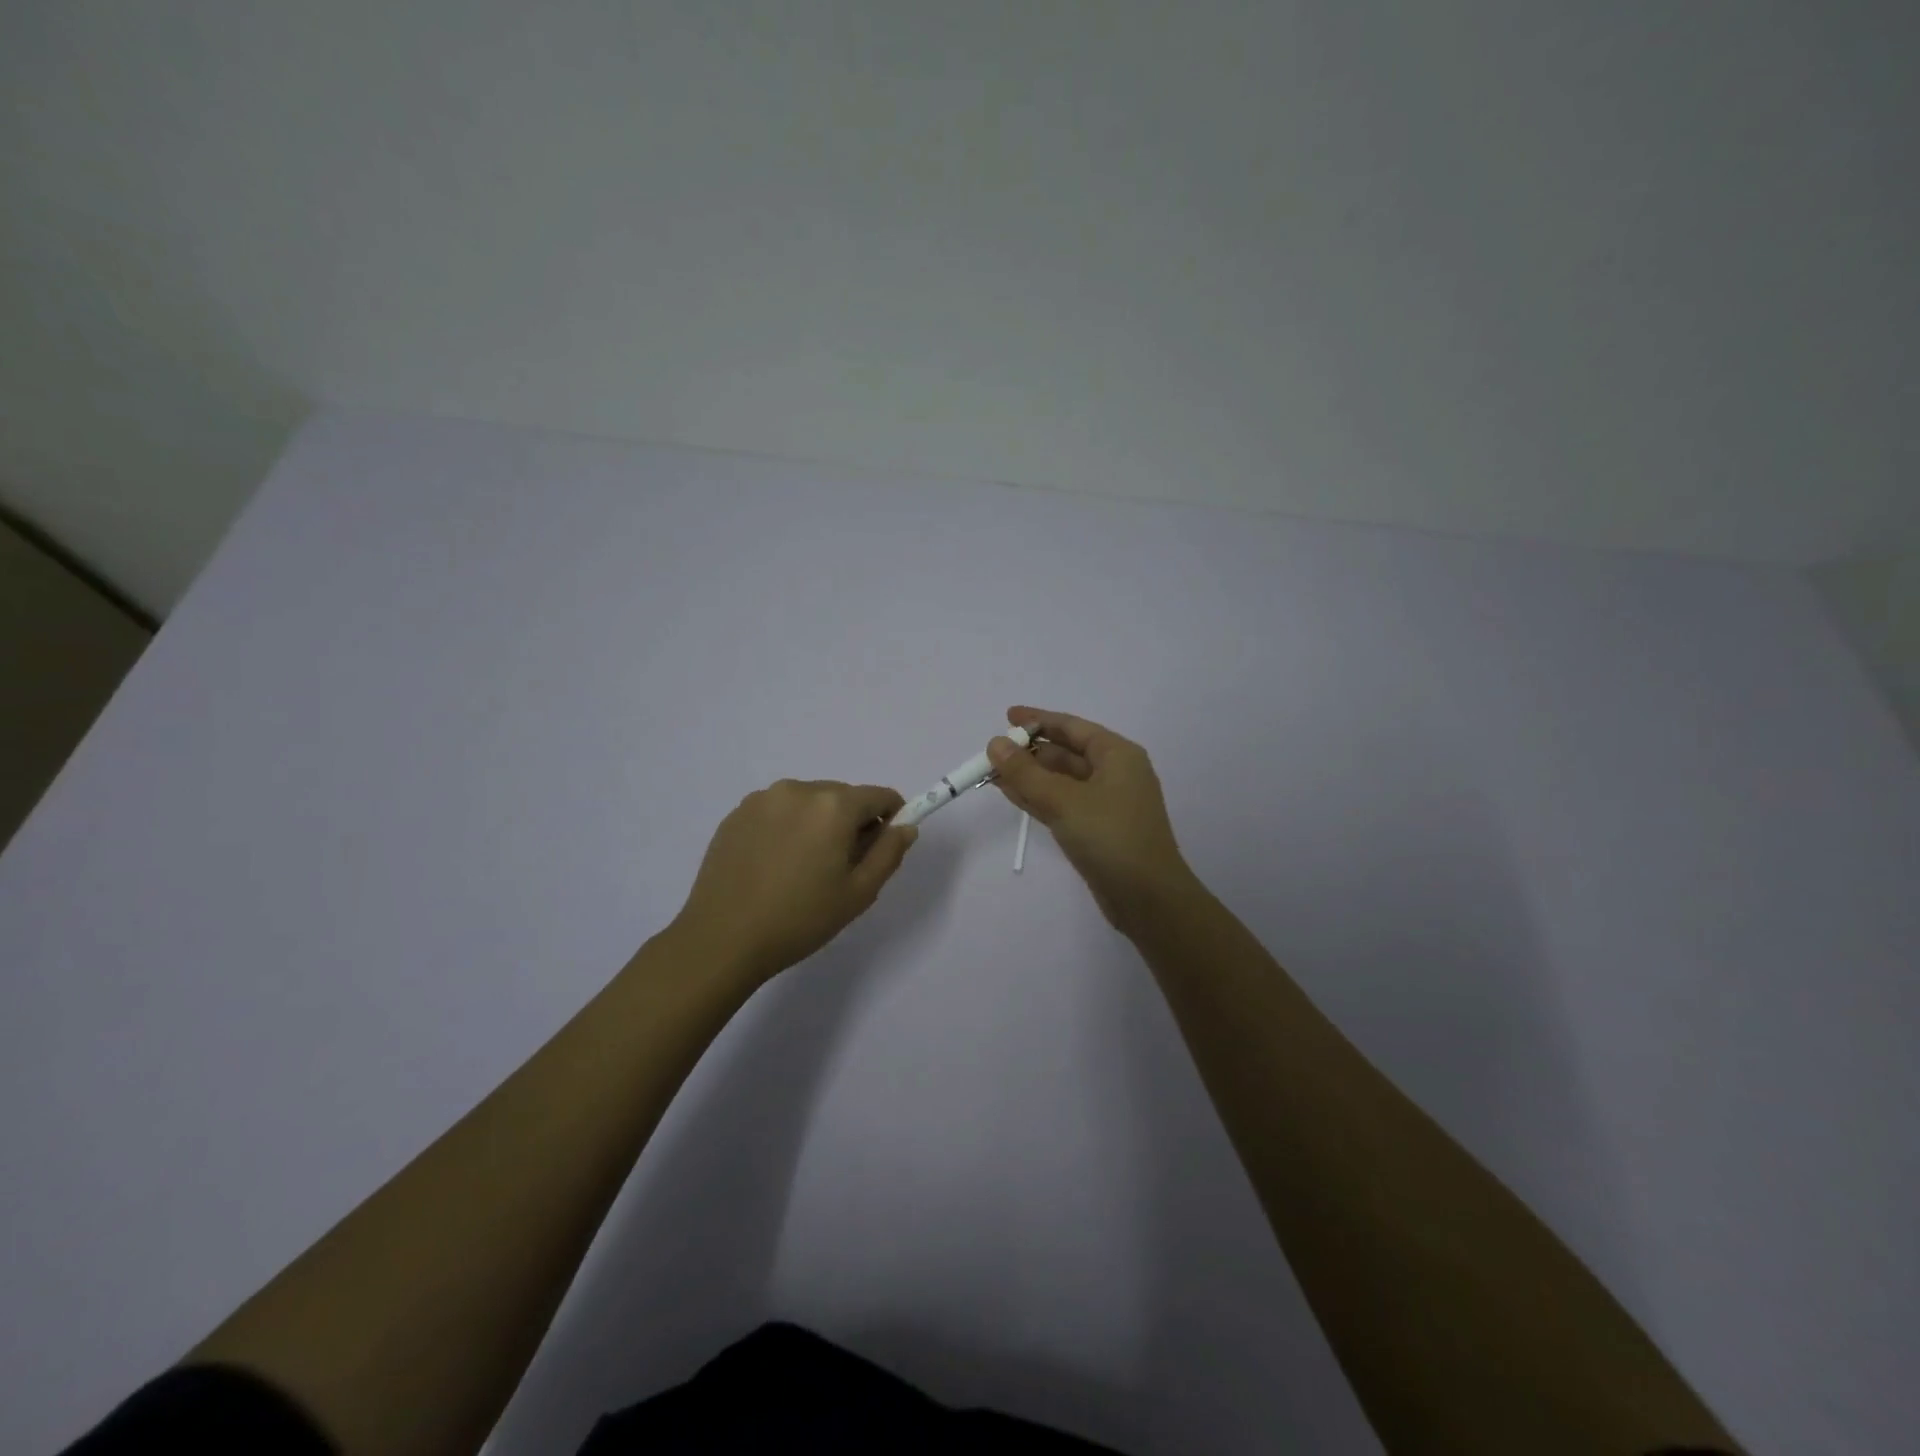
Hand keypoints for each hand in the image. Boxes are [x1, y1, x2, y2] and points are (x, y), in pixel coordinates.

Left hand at [669, 780, 917, 983]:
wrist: (722, 939)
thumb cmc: (800, 919)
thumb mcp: (858, 893)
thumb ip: (889, 853)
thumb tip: (905, 827)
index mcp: (833, 805)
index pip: (880, 796)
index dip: (891, 818)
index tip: (881, 848)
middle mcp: (799, 789)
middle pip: (843, 796)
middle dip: (851, 822)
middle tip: (840, 867)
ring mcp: (763, 799)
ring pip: (809, 802)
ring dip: (818, 823)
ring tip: (802, 868)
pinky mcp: (736, 814)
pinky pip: (778, 811)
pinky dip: (787, 828)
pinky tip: (774, 865)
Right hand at [986, 706, 1191, 932]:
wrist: (1148, 898)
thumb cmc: (1111, 837)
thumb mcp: (1064, 800)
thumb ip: (1025, 772)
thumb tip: (995, 743)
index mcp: (1117, 755)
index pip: (1072, 727)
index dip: (1038, 720)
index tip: (1006, 717)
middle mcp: (1115, 773)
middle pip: (1066, 752)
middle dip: (1030, 751)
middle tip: (993, 751)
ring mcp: (1106, 803)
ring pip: (1061, 780)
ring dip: (1029, 775)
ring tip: (992, 771)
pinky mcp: (1097, 829)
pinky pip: (1062, 803)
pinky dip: (1038, 797)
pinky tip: (1010, 793)